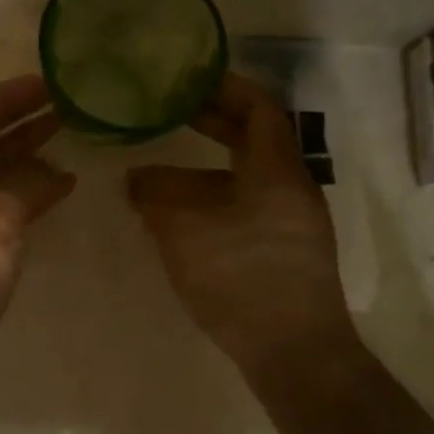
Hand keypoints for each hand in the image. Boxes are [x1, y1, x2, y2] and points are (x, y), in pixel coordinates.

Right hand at [128, 73, 356, 376]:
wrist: (296, 353)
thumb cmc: (241, 278)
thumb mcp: (184, 231)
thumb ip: (156, 195)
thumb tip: (137, 177)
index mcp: (276, 170)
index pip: (258, 107)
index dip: (225, 87)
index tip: (189, 79)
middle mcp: (293, 187)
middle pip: (256, 138)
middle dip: (214, 123)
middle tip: (171, 113)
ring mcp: (295, 221)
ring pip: (250, 176)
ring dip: (210, 168)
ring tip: (165, 174)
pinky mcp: (289, 251)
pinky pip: (251, 205)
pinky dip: (219, 198)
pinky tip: (187, 218)